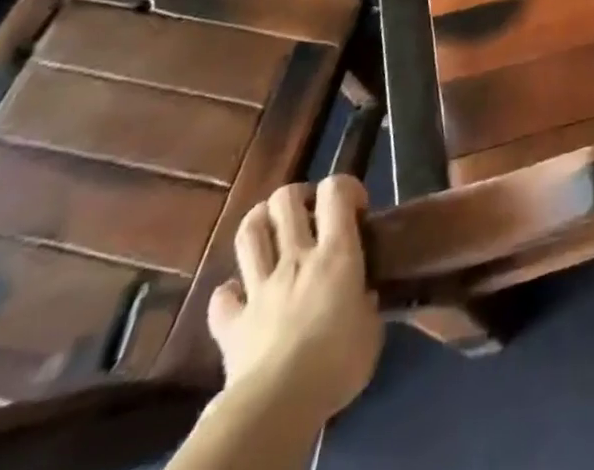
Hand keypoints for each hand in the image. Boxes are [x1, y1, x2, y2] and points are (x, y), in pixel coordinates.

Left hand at [206, 177, 383, 423]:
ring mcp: (259, 287)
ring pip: (249, 233)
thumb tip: (363, 299)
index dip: (346, 187)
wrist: (278, 405)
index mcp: (334, 252)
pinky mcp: (231, 323)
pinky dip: (230, 293)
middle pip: (285, 200)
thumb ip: (367, 304)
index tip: (356, 209)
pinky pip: (222, 298)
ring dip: (259, 223)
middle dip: (298, 197)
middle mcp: (295, 257)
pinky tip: (241, 297)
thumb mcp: (371, 331)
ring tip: (272, 232)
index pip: (335, 190)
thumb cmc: (336, 362)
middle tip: (311, 215)